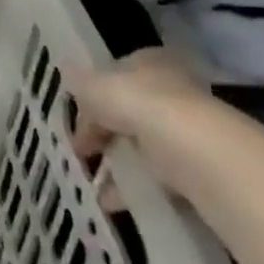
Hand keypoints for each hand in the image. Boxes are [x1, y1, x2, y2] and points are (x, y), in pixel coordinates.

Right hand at [66, 47, 210, 200]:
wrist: (198, 155)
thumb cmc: (141, 107)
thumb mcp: (95, 87)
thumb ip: (79, 82)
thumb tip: (65, 69)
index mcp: (150, 64)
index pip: (115, 73)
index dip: (91, 93)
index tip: (73, 115)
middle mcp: (171, 92)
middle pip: (127, 110)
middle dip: (101, 131)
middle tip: (80, 151)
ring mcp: (186, 131)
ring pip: (140, 144)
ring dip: (115, 162)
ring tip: (91, 181)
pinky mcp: (195, 167)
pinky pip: (157, 175)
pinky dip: (133, 187)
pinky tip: (112, 200)